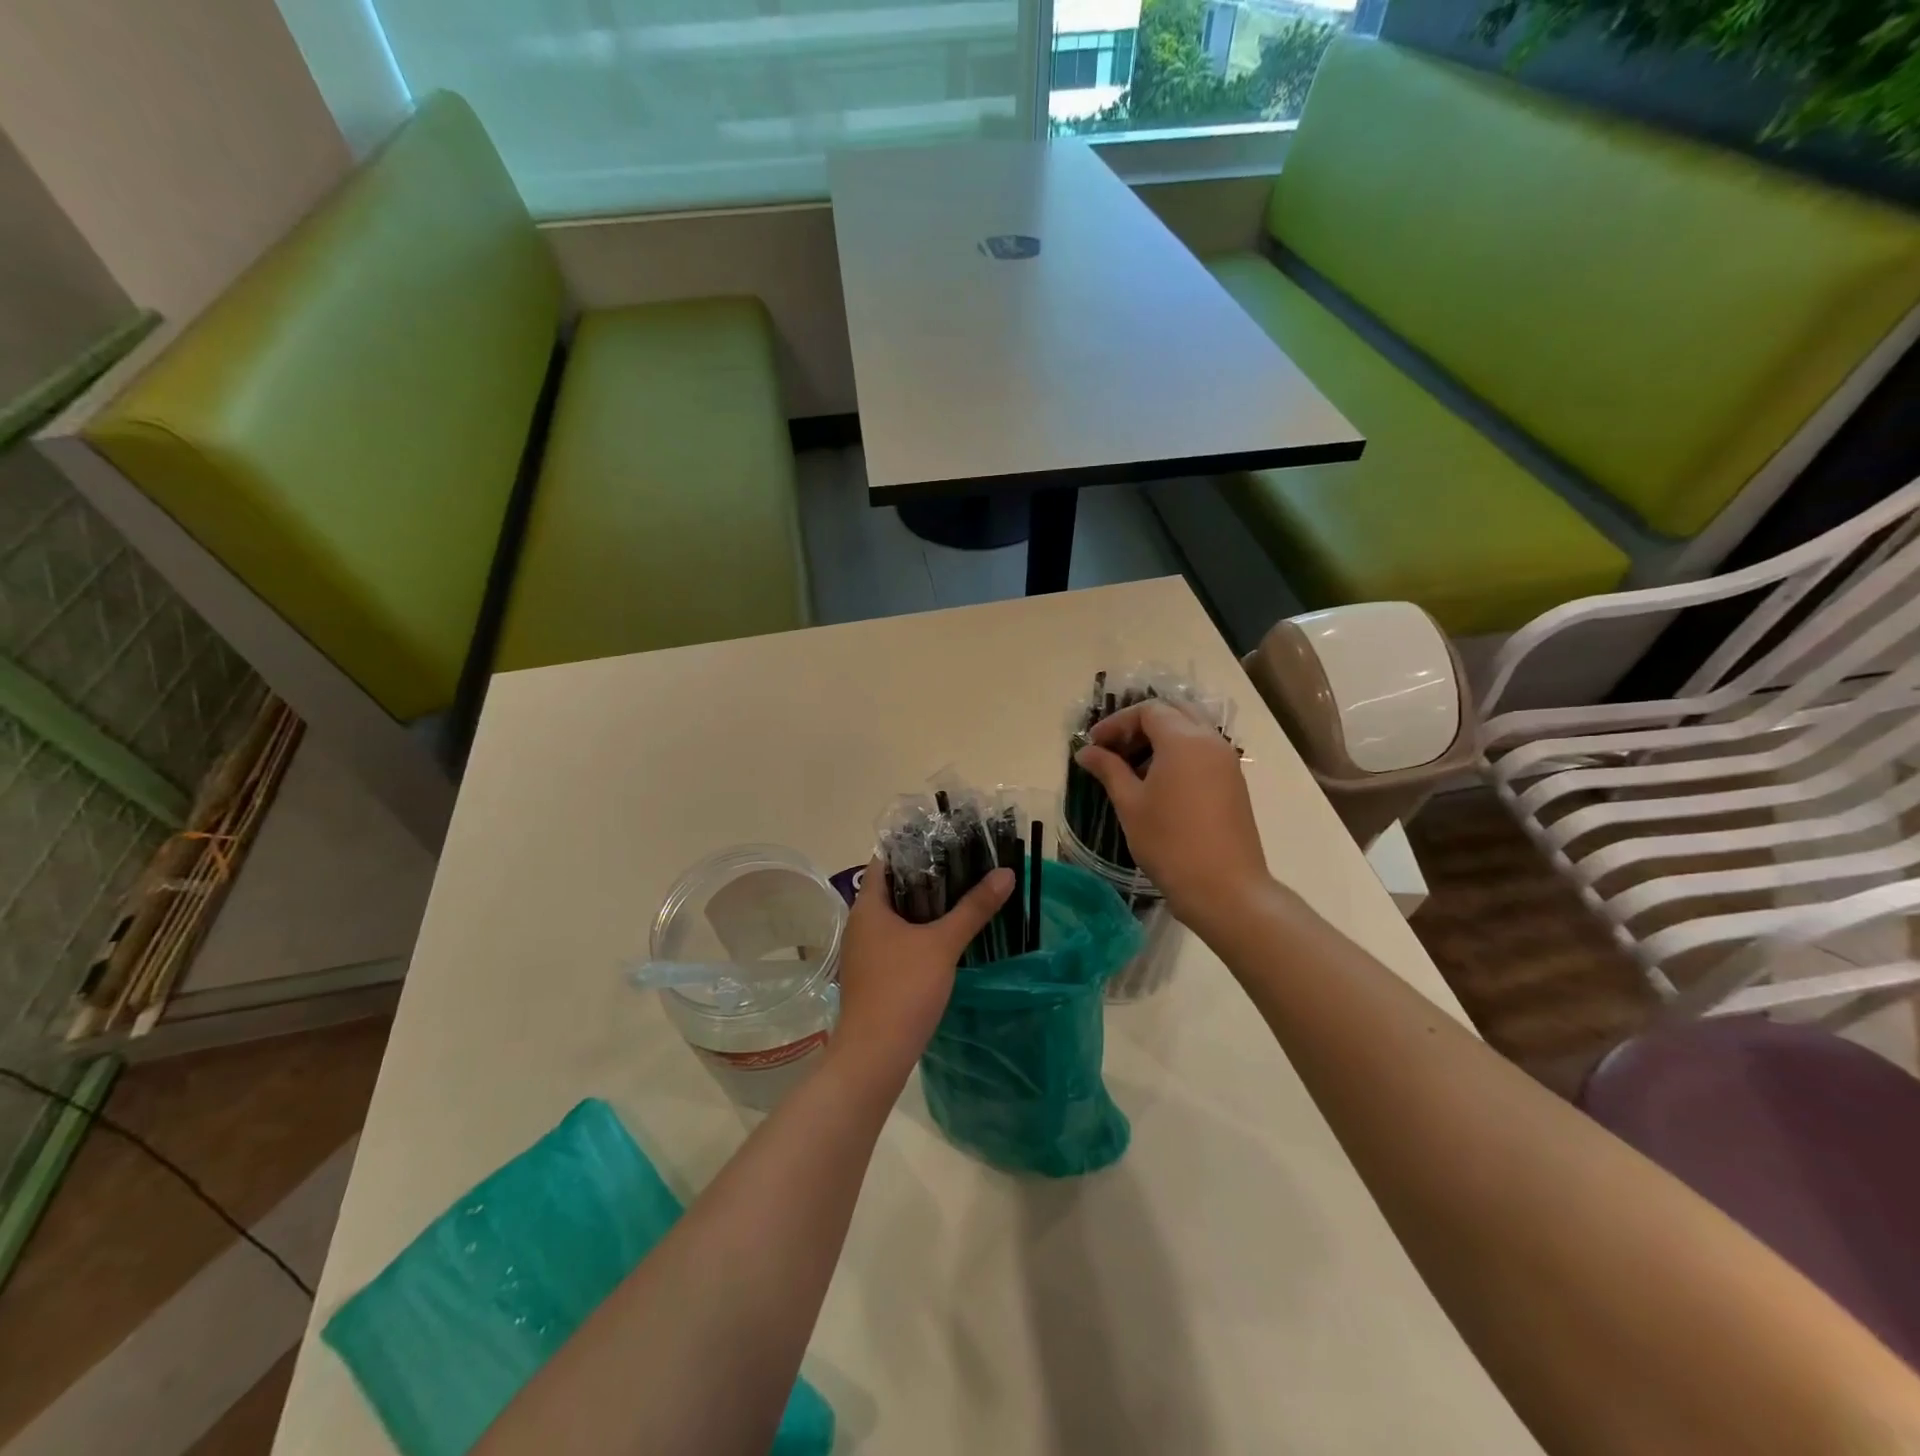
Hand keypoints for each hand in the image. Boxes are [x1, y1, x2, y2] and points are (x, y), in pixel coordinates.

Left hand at [831, 859, 1012, 1084]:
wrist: (874, 1055)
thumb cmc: (903, 988)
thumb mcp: (943, 944)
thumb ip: (973, 908)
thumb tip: (1006, 873)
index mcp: (867, 907)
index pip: (884, 861)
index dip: (911, 848)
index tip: (944, 842)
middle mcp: (860, 925)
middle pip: (892, 889)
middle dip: (925, 878)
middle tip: (963, 867)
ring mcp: (864, 953)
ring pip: (895, 918)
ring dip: (923, 909)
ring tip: (960, 898)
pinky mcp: (872, 976)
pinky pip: (895, 942)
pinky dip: (918, 934)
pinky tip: (945, 940)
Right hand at [1075, 700, 1269, 933]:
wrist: (1224, 888)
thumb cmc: (1169, 842)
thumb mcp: (1130, 803)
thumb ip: (1108, 769)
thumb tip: (1086, 751)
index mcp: (1184, 739)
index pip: (1148, 711)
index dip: (1117, 723)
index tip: (1094, 745)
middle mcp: (1210, 741)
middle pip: (1173, 712)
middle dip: (1140, 725)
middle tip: (1114, 750)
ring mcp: (1227, 762)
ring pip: (1191, 730)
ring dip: (1160, 739)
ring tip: (1131, 768)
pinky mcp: (1234, 783)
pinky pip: (1203, 752)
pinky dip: (1178, 754)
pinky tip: (1158, 784)